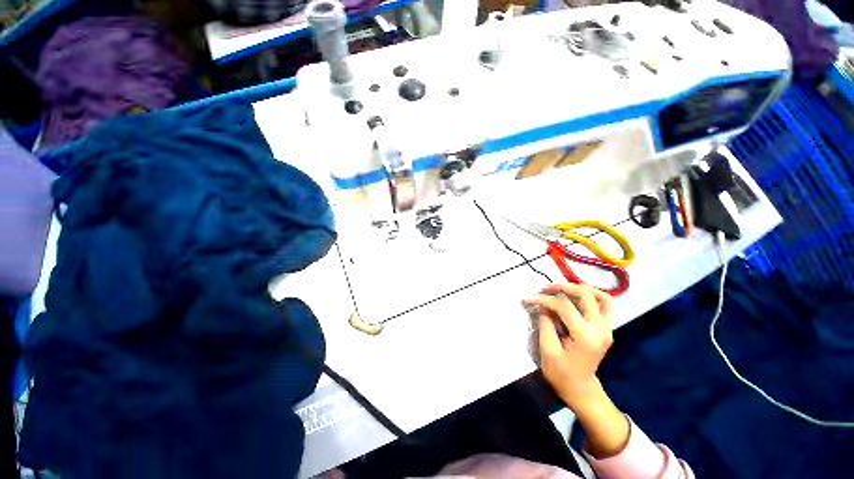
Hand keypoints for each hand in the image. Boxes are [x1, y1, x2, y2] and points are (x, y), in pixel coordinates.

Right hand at [524, 284, 628, 458]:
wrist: (580, 389)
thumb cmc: (561, 373)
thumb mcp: (547, 350)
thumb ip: (545, 323)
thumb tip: (543, 305)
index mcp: (586, 337)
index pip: (564, 307)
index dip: (544, 300)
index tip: (528, 299)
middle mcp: (601, 329)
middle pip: (585, 296)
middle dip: (563, 288)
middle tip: (545, 288)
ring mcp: (607, 329)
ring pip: (601, 297)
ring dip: (581, 288)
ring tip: (562, 288)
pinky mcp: (606, 328)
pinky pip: (605, 305)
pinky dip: (592, 296)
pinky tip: (576, 296)